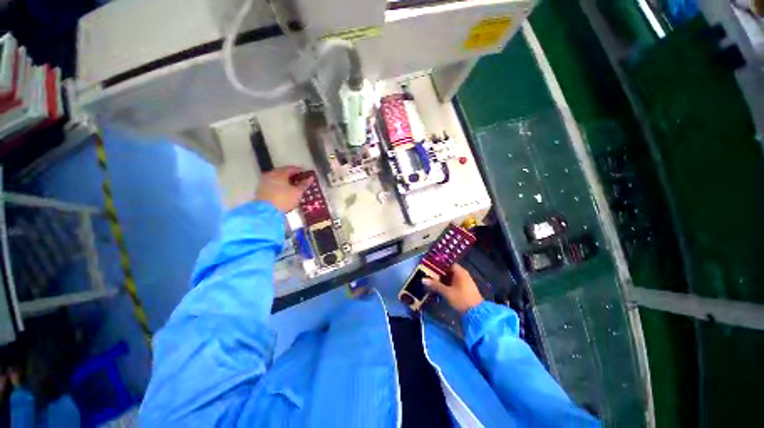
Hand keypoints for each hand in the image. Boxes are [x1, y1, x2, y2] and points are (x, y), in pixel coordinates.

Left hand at [255, 166, 314, 212]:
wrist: (266, 212)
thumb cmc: (284, 200)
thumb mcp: (298, 192)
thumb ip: (304, 184)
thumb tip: (310, 178)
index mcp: (280, 173)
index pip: (292, 168)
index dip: (300, 171)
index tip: (306, 174)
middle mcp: (270, 174)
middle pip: (283, 172)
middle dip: (292, 175)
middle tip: (300, 180)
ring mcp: (264, 181)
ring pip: (277, 178)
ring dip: (285, 180)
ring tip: (292, 186)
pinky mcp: (261, 189)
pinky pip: (272, 183)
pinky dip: (279, 185)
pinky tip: (283, 191)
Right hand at [423, 264, 482, 313]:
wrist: (477, 314)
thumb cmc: (462, 299)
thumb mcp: (447, 292)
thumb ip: (435, 285)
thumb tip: (423, 279)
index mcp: (460, 271)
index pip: (447, 263)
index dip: (437, 264)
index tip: (428, 266)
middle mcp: (463, 274)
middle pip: (448, 270)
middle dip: (438, 273)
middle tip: (427, 274)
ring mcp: (464, 281)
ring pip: (450, 277)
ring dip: (442, 279)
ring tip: (431, 280)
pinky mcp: (464, 288)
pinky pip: (453, 282)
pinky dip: (446, 284)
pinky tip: (439, 287)